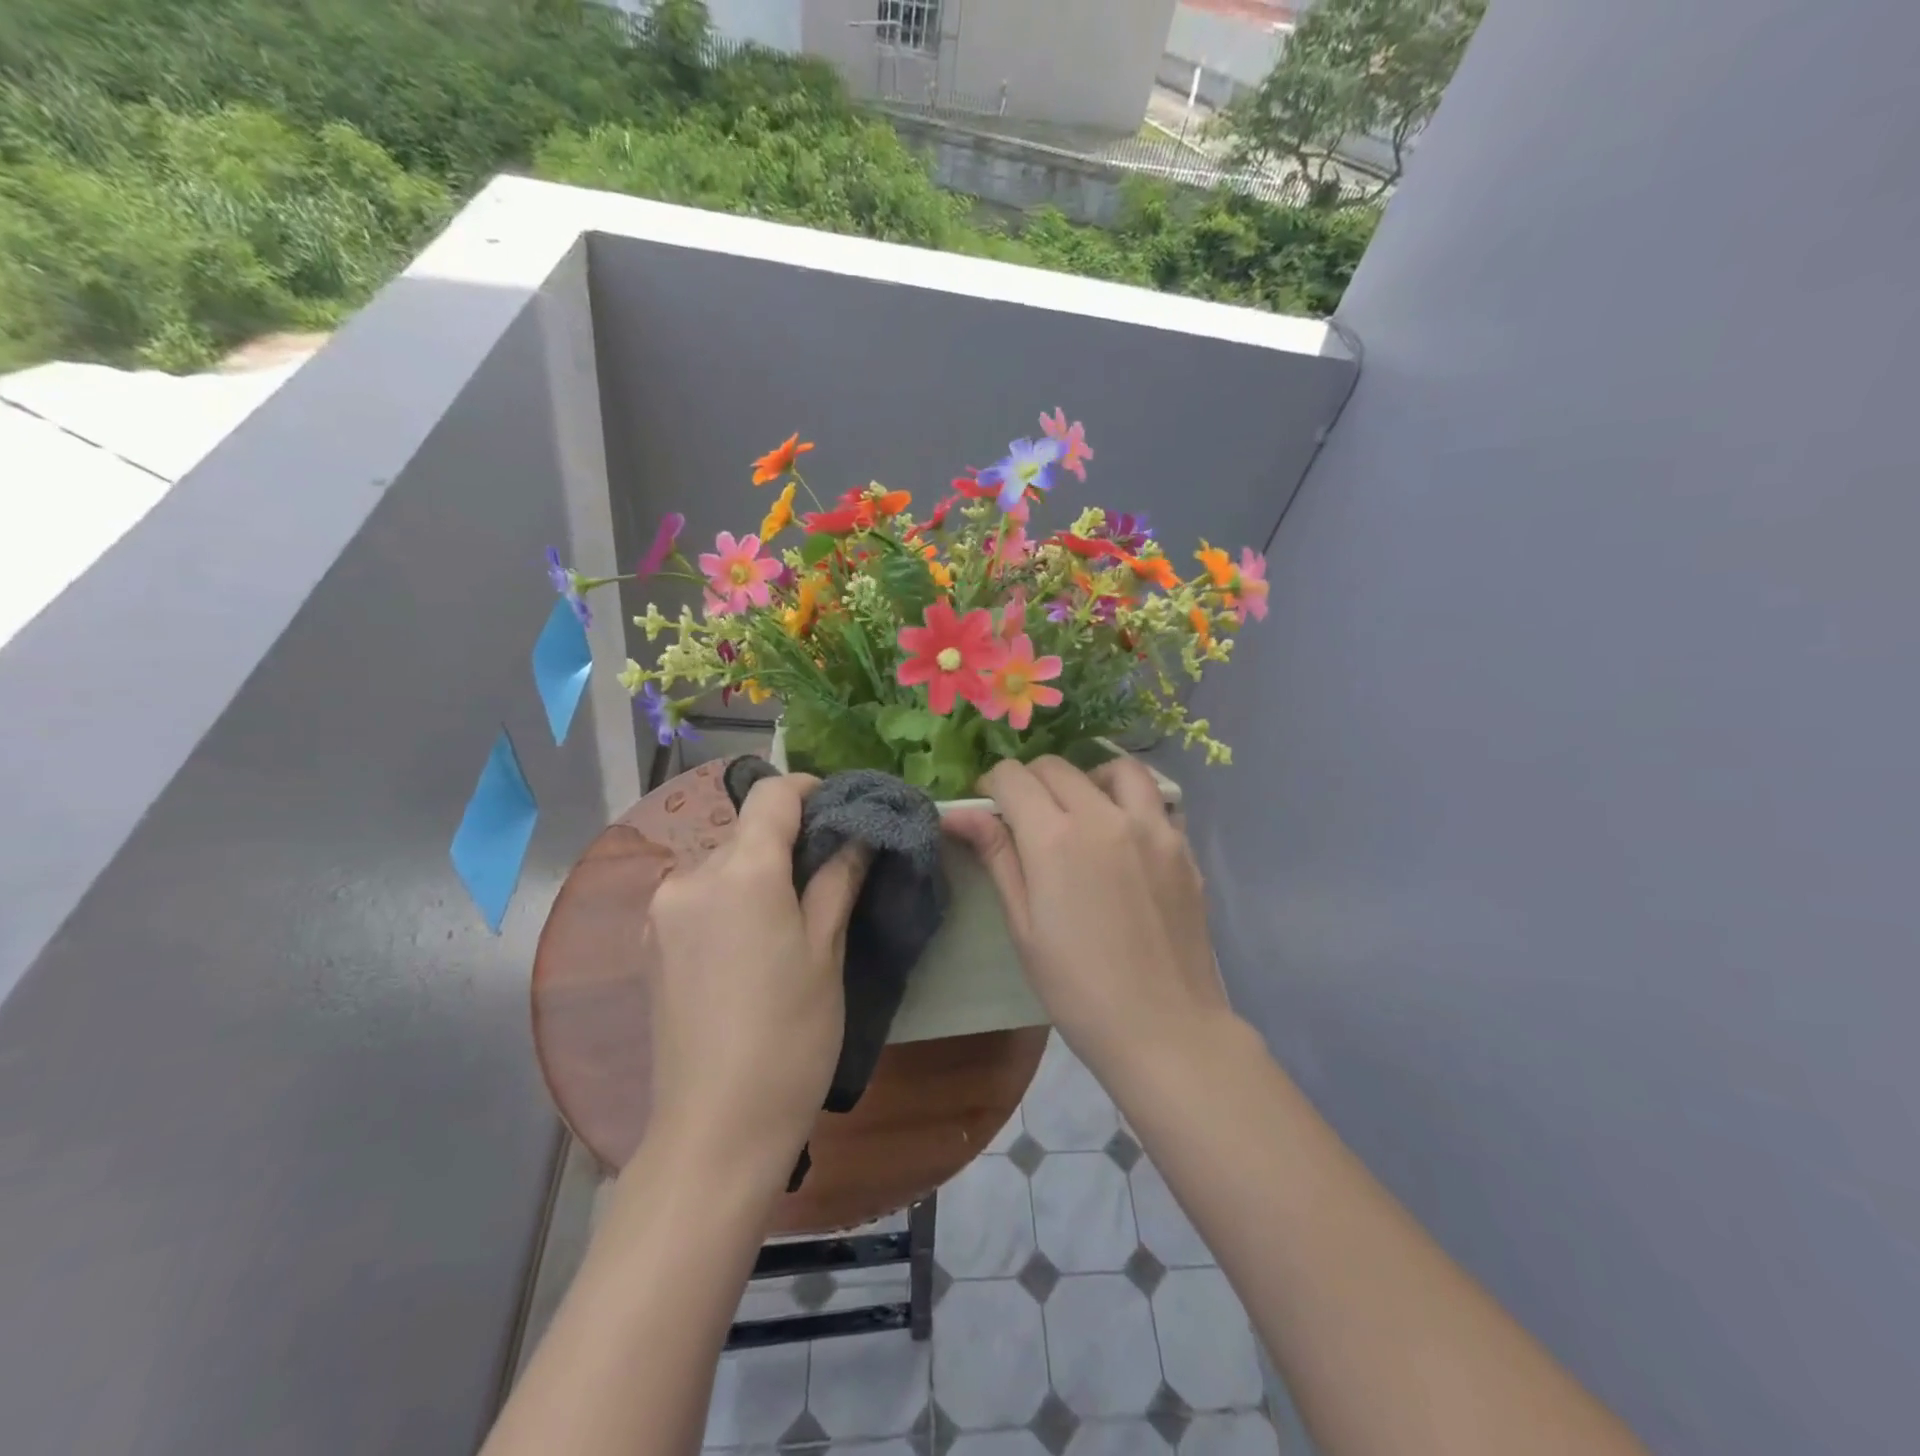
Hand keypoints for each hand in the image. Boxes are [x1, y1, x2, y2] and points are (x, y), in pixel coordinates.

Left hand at [641, 773, 868, 1182]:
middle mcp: (690, 876)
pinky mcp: (649, 943)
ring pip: (720, 864)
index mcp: (740, 871)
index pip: (772, 795)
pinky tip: (750, 943)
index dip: (809, 789)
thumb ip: (838, 878)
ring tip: (790, 917)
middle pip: (746, 831)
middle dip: (787, 840)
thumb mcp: (826, 951)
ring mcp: (662, 910)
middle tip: (827, 875)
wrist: (716, 1128)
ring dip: (756, 872)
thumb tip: (857, 833)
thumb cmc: (789, 1036)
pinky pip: (698, 896)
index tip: (839, 808)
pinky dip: (729, 898)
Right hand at [944, 756, 1233, 1077]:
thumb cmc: (1078, 988)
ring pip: (1117, 768)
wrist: (1164, 1028)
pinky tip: (1125, 839)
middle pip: (1057, 767)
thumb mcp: (1024, 926)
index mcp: (1055, 838)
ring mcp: (1153, 827)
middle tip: (1027, 817)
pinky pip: (1156, 801)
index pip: (1014, 777)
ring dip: (1089, 777)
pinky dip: (1132, 803)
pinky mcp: (1183, 846)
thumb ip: (997, 858)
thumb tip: (959, 813)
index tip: (991, 808)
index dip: (993, 785)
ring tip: (1082, 810)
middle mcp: (1104, 817)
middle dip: (1032, 781)